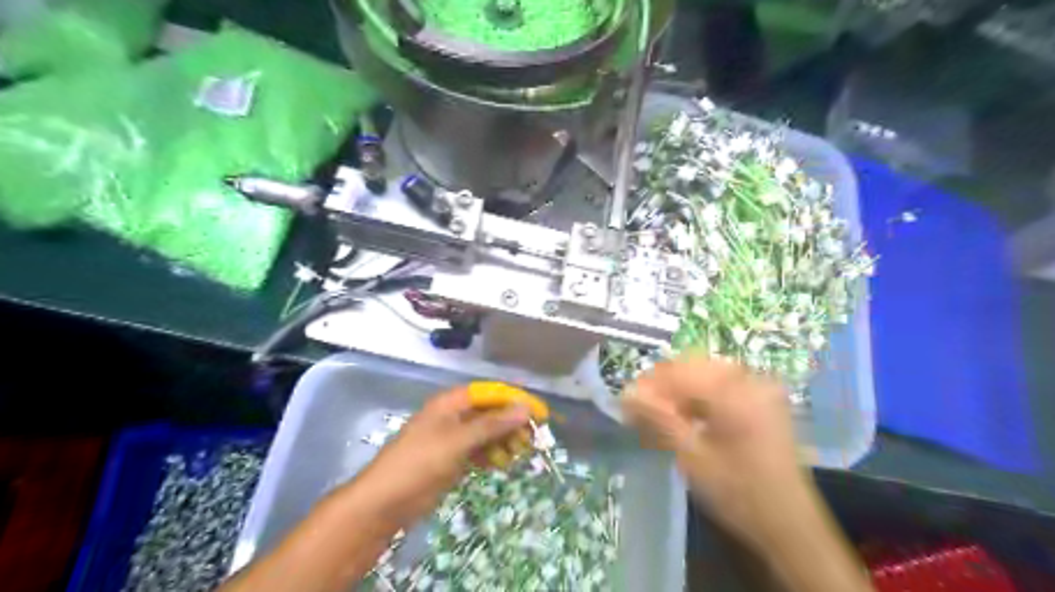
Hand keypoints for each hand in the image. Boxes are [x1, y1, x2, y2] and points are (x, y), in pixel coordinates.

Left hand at [347, 387, 531, 529]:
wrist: (385, 502)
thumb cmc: (420, 463)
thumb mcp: (458, 441)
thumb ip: (492, 424)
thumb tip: (525, 408)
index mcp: (451, 403)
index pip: (490, 393)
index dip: (515, 399)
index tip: (539, 412)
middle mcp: (453, 416)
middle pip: (490, 412)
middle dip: (511, 422)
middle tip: (532, 438)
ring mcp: (452, 439)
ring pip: (486, 433)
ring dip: (504, 440)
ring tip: (520, 453)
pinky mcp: (451, 459)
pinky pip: (478, 451)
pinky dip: (492, 455)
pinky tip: (503, 464)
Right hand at [620, 356, 810, 555]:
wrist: (790, 525)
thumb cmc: (739, 494)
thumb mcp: (692, 457)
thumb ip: (659, 419)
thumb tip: (626, 394)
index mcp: (735, 392)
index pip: (679, 372)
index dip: (648, 385)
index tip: (625, 404)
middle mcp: (749, 379)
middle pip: (691, 368)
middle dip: (661, 388)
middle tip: (638, 412)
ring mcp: (759, 388)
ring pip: (704, 376)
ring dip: (677, 394)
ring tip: (656, 419)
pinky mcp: (761, 400)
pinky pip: (720, 387)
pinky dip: (697, 400)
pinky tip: (682, 420)